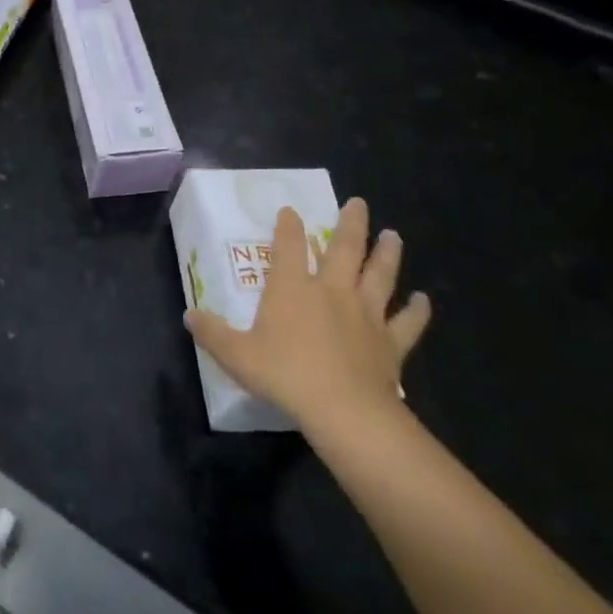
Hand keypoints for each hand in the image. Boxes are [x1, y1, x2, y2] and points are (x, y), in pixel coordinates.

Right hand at [183, 198, 430, 439]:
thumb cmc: (285, 374)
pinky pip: (407, 323)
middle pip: (345, 248)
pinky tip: (423, 300)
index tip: (290, 210)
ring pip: (379, 275)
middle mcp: (331, 290)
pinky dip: (417, 310)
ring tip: (393, 235)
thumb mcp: (236, 354)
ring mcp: (365, 314)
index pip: (288, 245)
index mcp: (292, 287)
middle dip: (351, 223)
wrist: (344, 410)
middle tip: (358, 203)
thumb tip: (189, 315)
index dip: (288, 225)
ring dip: (387, 254)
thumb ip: (212, 333)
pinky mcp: (390, 343)